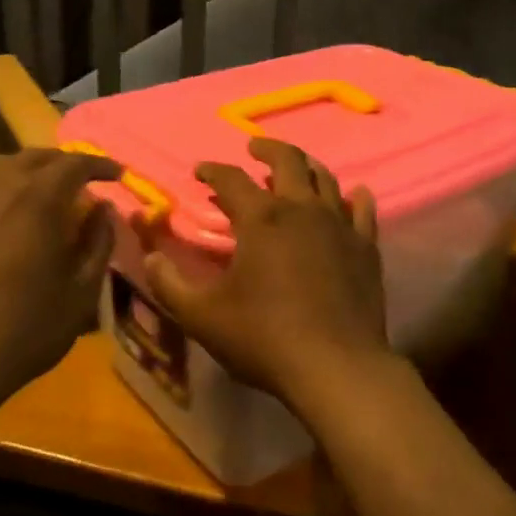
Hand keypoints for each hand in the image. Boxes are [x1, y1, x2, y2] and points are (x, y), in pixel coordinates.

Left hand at [0, 148, 119, 420]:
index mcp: (36, 202)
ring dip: (27, 169)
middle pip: (33, 157)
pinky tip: (5, 214)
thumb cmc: (26, 329)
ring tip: (42, 187)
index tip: (117, 174)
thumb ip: (98, 243)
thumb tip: (103, 209)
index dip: (99, 165)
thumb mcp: (81, 292)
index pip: (73, 164)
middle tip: (83, 178)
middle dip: (63, 162)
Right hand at [143, 138, 395, 413]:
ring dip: (307, 166)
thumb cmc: (264, 338)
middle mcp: (302, 209)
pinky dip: (356, 197)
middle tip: (254, 148)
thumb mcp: (202, 316)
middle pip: (287, 161)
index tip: (200, 171)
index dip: (212, 170)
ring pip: (325, 179)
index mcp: (261, 219)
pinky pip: (363, 210)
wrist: (336, 366)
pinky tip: (356, 194)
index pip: (231, 179)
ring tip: (297, 167)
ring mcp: (339, 225)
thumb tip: (150, 256)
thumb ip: (170, 283)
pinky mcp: (366, 247)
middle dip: (267, 149)